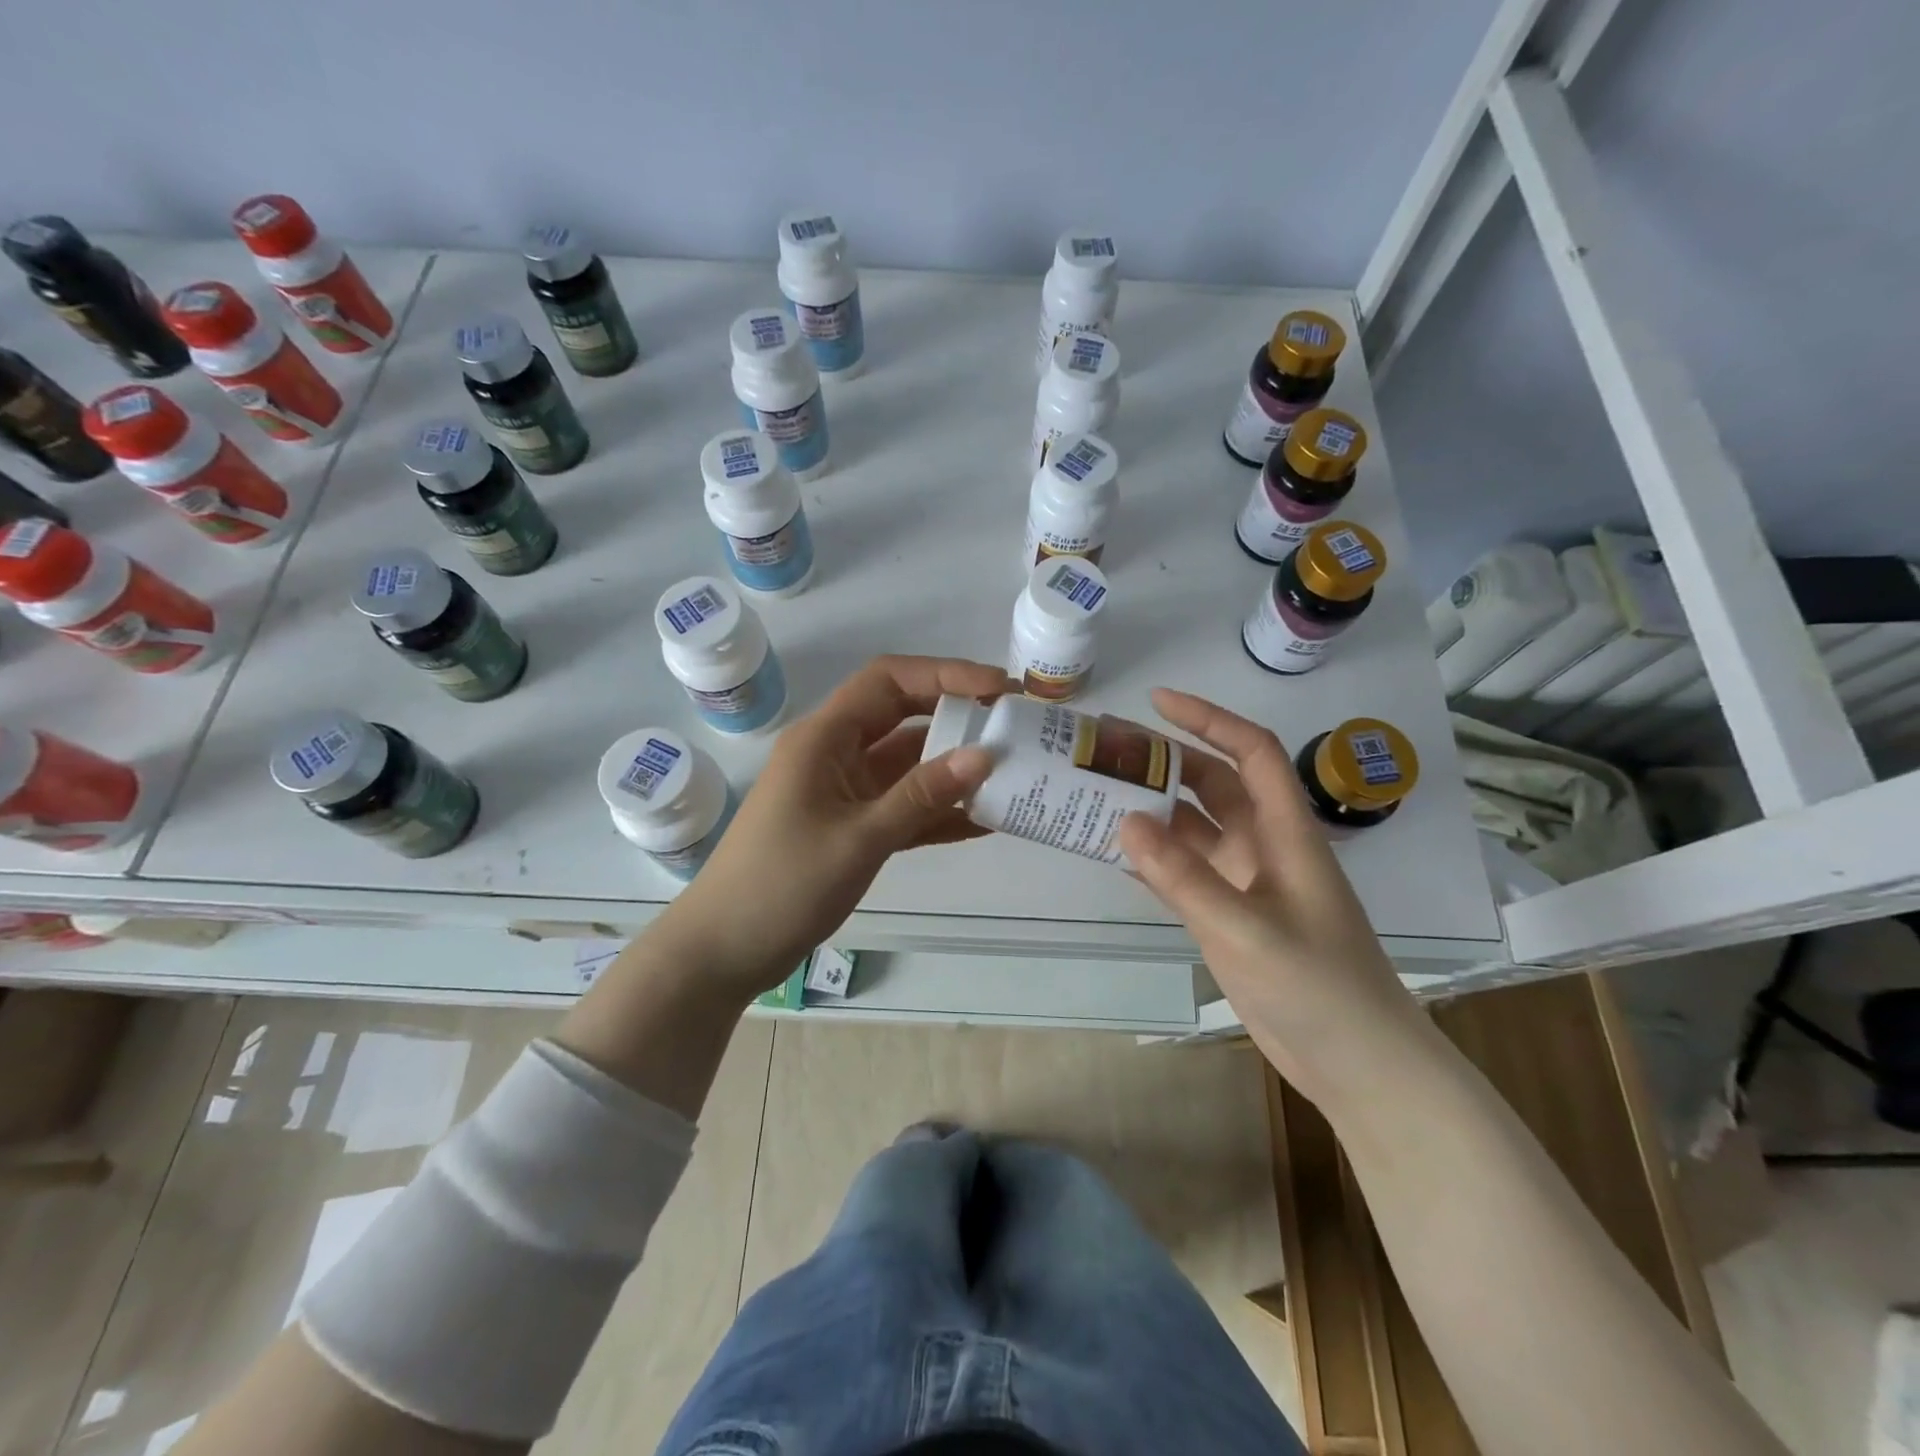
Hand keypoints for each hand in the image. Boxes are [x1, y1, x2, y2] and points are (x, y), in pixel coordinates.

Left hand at [663, 655, 1010, 994]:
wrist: (726, 950)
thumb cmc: (782, 885)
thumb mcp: (859, 838)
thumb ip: (922, 795)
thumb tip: (985, 755)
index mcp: (824, 738)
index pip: (889, 681)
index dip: (946, 675)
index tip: (1000, 690)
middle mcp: (835, 753)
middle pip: (903, 716)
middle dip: (957, 716)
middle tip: (1014, 725)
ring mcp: (844, 791)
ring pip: (908, 763)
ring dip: (953, 767)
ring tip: (1012, 772)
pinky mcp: (852, 826)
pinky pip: (903, 805)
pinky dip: (938, 810)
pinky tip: (984, 821)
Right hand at [1117, 689, 1429, 1100]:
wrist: (1357, 1064)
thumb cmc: (1317, 986)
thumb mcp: (1246, 929)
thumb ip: (1184, 877)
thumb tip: (1124, 821)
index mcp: (1285, 833)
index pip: (1250, 753)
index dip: (1208, 719)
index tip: (1156, 702)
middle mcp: (1265, 847)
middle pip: (1213, 784)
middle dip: (1166, 761)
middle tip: (1108, 750)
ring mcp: (1246, 883)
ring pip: (1193, 829)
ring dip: (1152, 811)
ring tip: (1098, 794)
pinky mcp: (1230, 916)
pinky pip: (1184, 871)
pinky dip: (1153, 858)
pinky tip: (1114, 853)